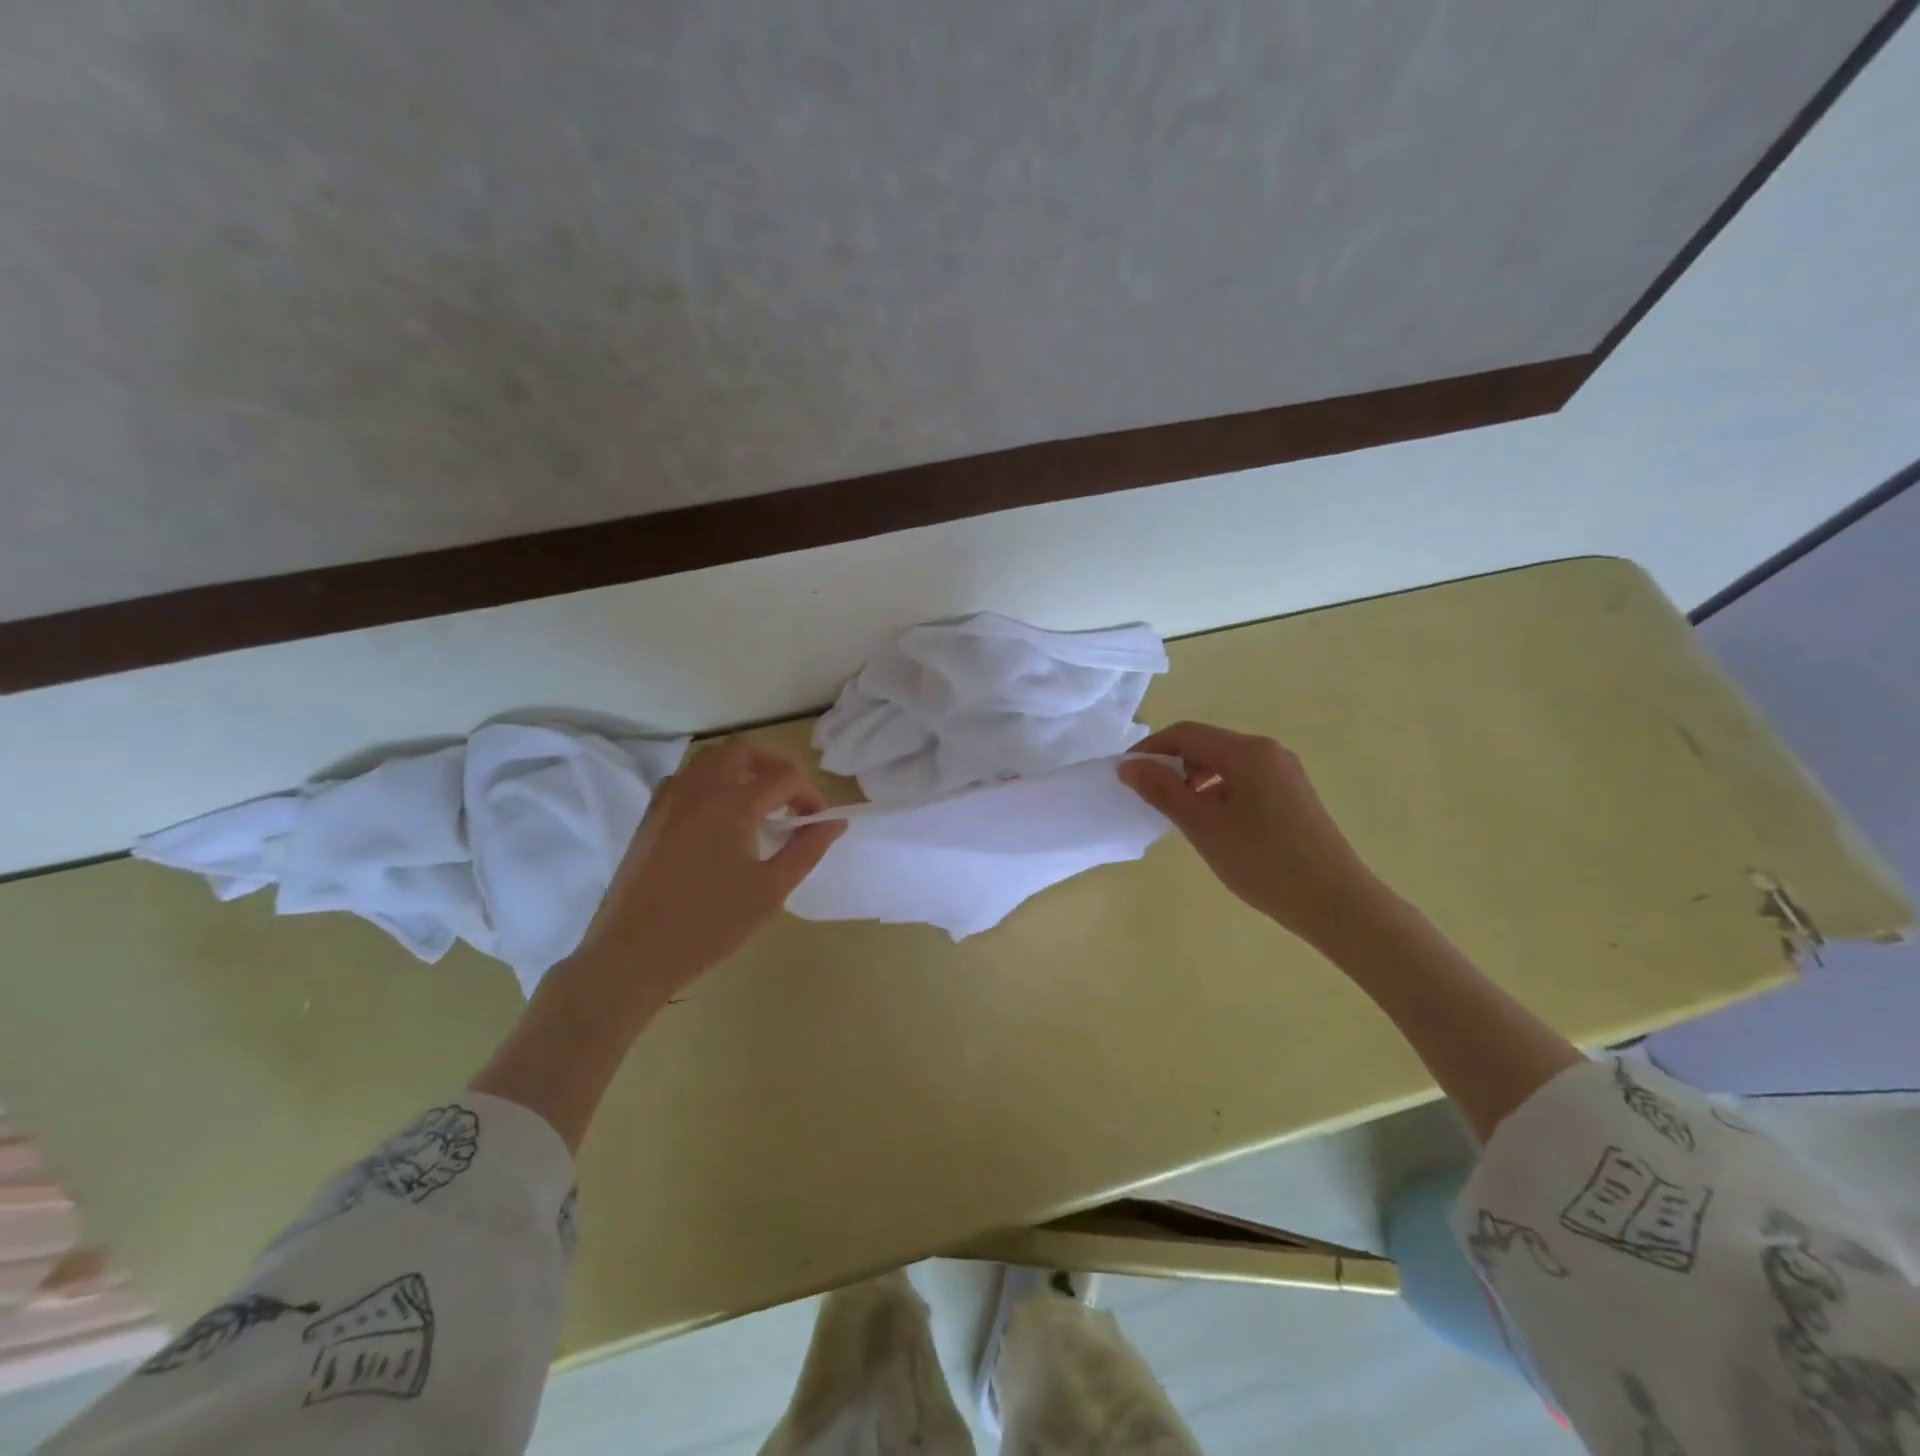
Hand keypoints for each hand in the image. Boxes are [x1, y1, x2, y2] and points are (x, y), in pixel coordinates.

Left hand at [570, 739, 844, 1004]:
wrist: (636, 952)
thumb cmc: (711, 924)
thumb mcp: (771, 890)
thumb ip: (806, 849)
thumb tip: (834, 822)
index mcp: (733, 805)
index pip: (785, 778)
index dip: (810, 795)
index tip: (817, 822)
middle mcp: (700, 789)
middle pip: (742, 749)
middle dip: (774, 764)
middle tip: (789, 795)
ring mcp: (670, 799)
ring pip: (710, 758)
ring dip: (740, 768)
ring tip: (757, 802)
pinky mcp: (651, 816)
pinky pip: (685, 779)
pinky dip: (709, 782)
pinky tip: (717, 816)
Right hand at [1120, 721, 1385, 945]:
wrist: (1336, 903)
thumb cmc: (1263, 862)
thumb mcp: (1203, 826)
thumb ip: (1162, 791)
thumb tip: (1128, 766)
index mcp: (1247, 751)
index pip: (1186, 733)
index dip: (1151, 750)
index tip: (1125, 776)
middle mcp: (1268, 751)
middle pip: (1206, 744)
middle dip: (1172, 765)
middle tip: (1150, 798)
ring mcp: (1285, 773)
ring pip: (1225, 763)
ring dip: (1194, 780)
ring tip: (1181, 815)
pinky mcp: (1293, 795)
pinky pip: (1244, 779)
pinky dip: (1218, 791)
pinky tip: (1214, 824)